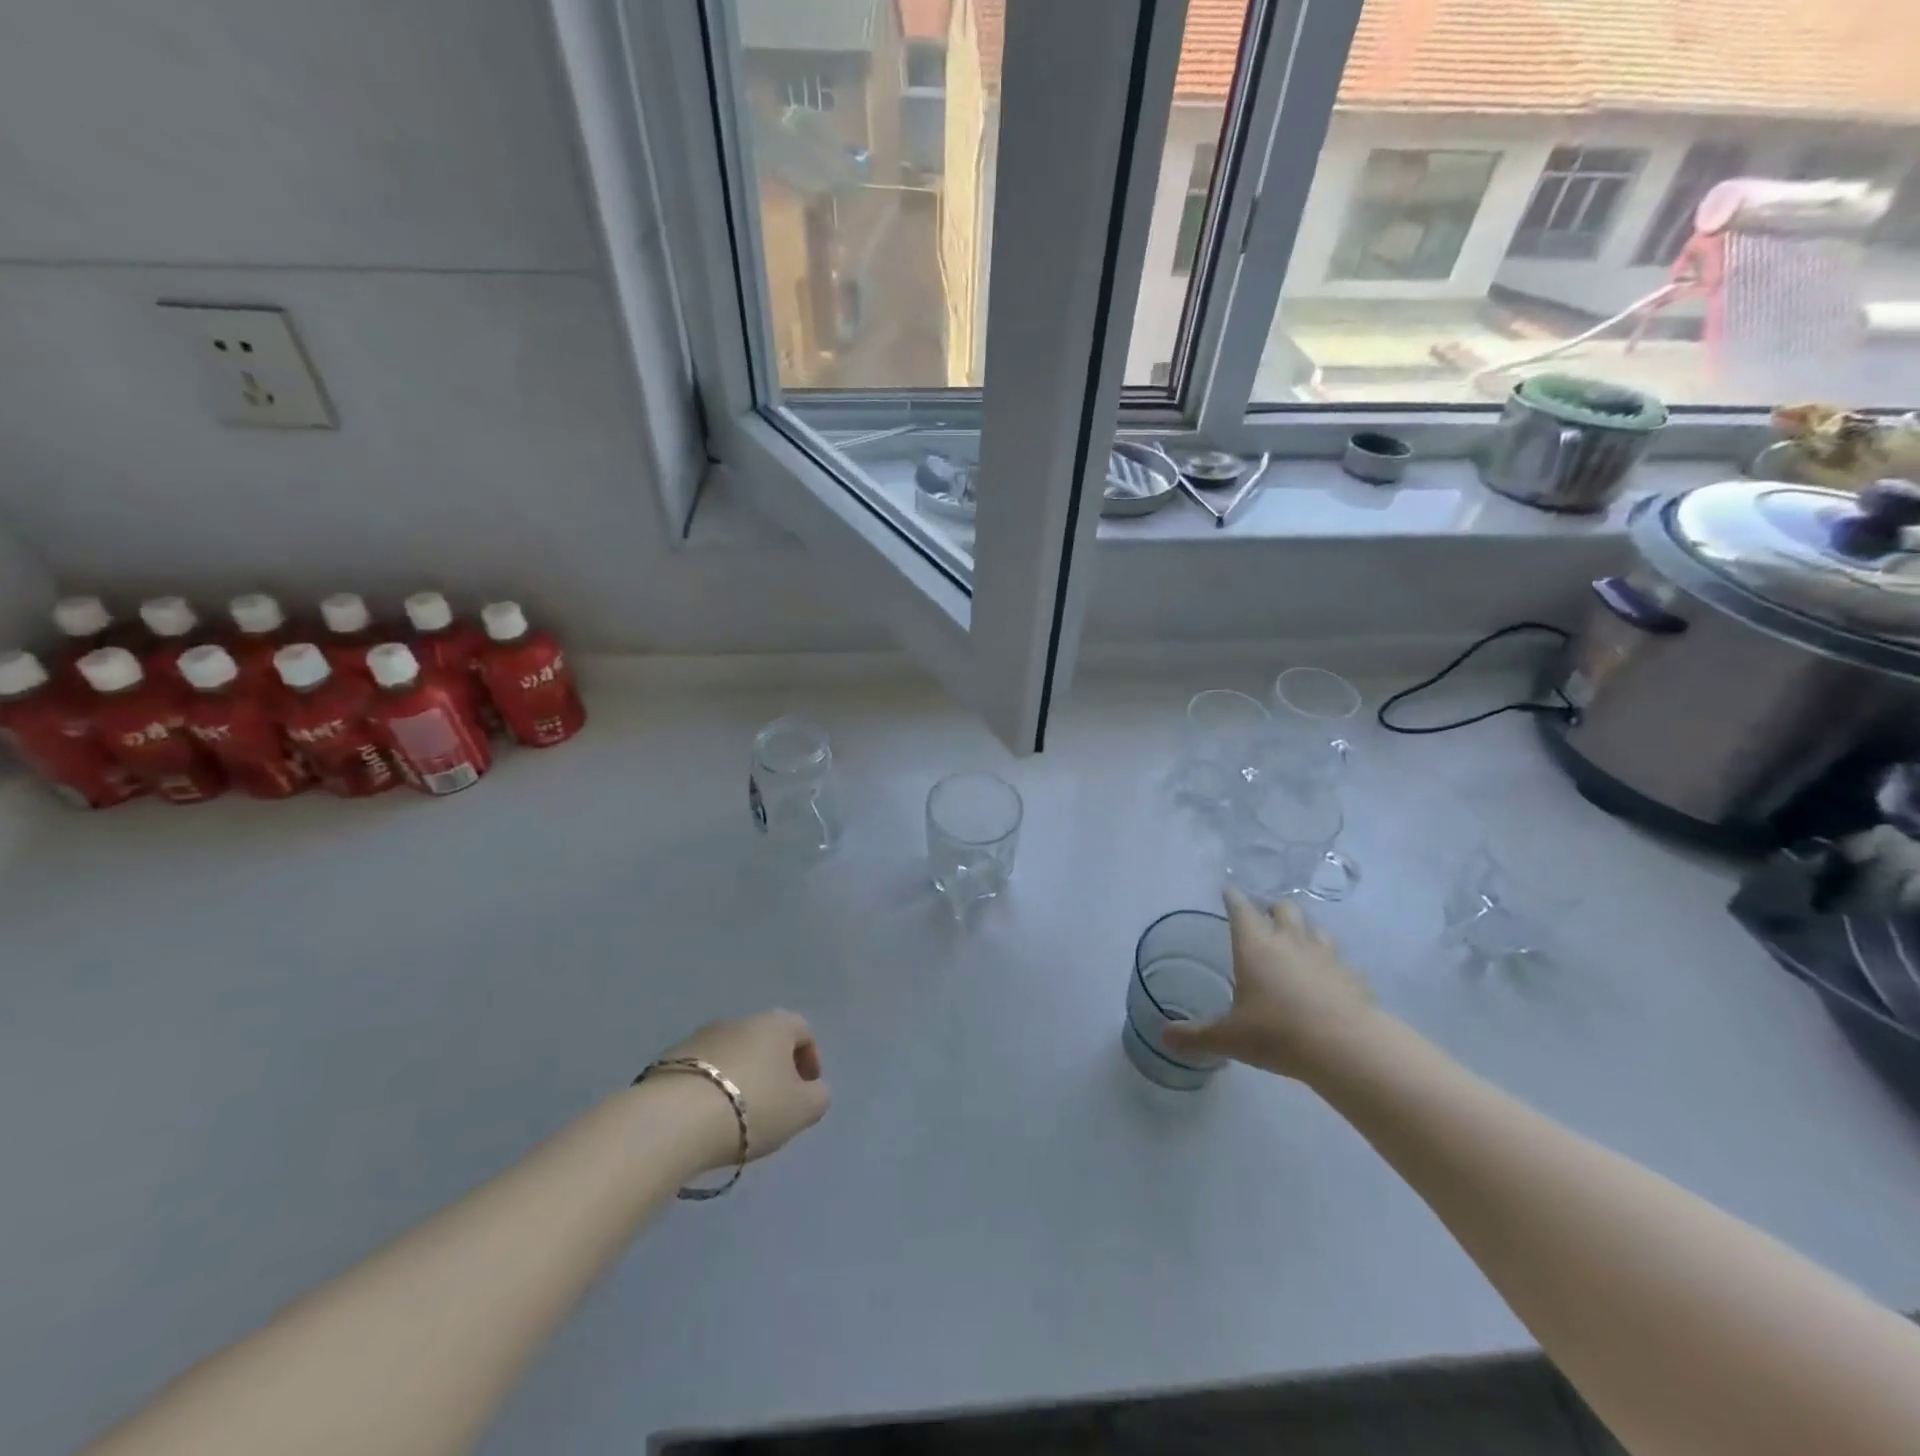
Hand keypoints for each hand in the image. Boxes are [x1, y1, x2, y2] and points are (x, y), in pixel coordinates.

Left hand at [656, 1011, 830, 1171]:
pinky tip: (706, 1120)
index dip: (810, 1061)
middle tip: (774, 1107)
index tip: (807, 1092)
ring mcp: (700, 1037)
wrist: (675, 1120)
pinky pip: (701, 1072)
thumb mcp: (802, 1110)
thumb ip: (818, 1097)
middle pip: (765, 1041)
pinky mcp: (668, 1060)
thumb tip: (813, 1090)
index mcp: (776, 1024)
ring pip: (731, 1055)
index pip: (803, 1032)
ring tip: (736, 1117)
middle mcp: (739, 1021)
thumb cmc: (752, 1107)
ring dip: (739, 1079)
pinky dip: (709, 1090)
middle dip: (773, 1070)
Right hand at [1162, 888, 1379, 1081]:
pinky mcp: (1353, 977)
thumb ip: (1196, 1036)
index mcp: (1255, 946)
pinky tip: (1327, 978)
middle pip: (1284, 908)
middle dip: (1272, 908)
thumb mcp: (1229, 1038)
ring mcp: (1326, 956)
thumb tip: (1164, 1037)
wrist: (1347, 1048)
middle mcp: (1290, 941)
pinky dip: (1330, 963)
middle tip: (1264, 917)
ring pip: (1315, 928)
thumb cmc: (1278, 1034)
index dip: (1232, 898)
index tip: (1228, 889)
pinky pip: (1340, 960)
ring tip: (1296, 942)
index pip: (1241, 909)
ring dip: (1304, 930)